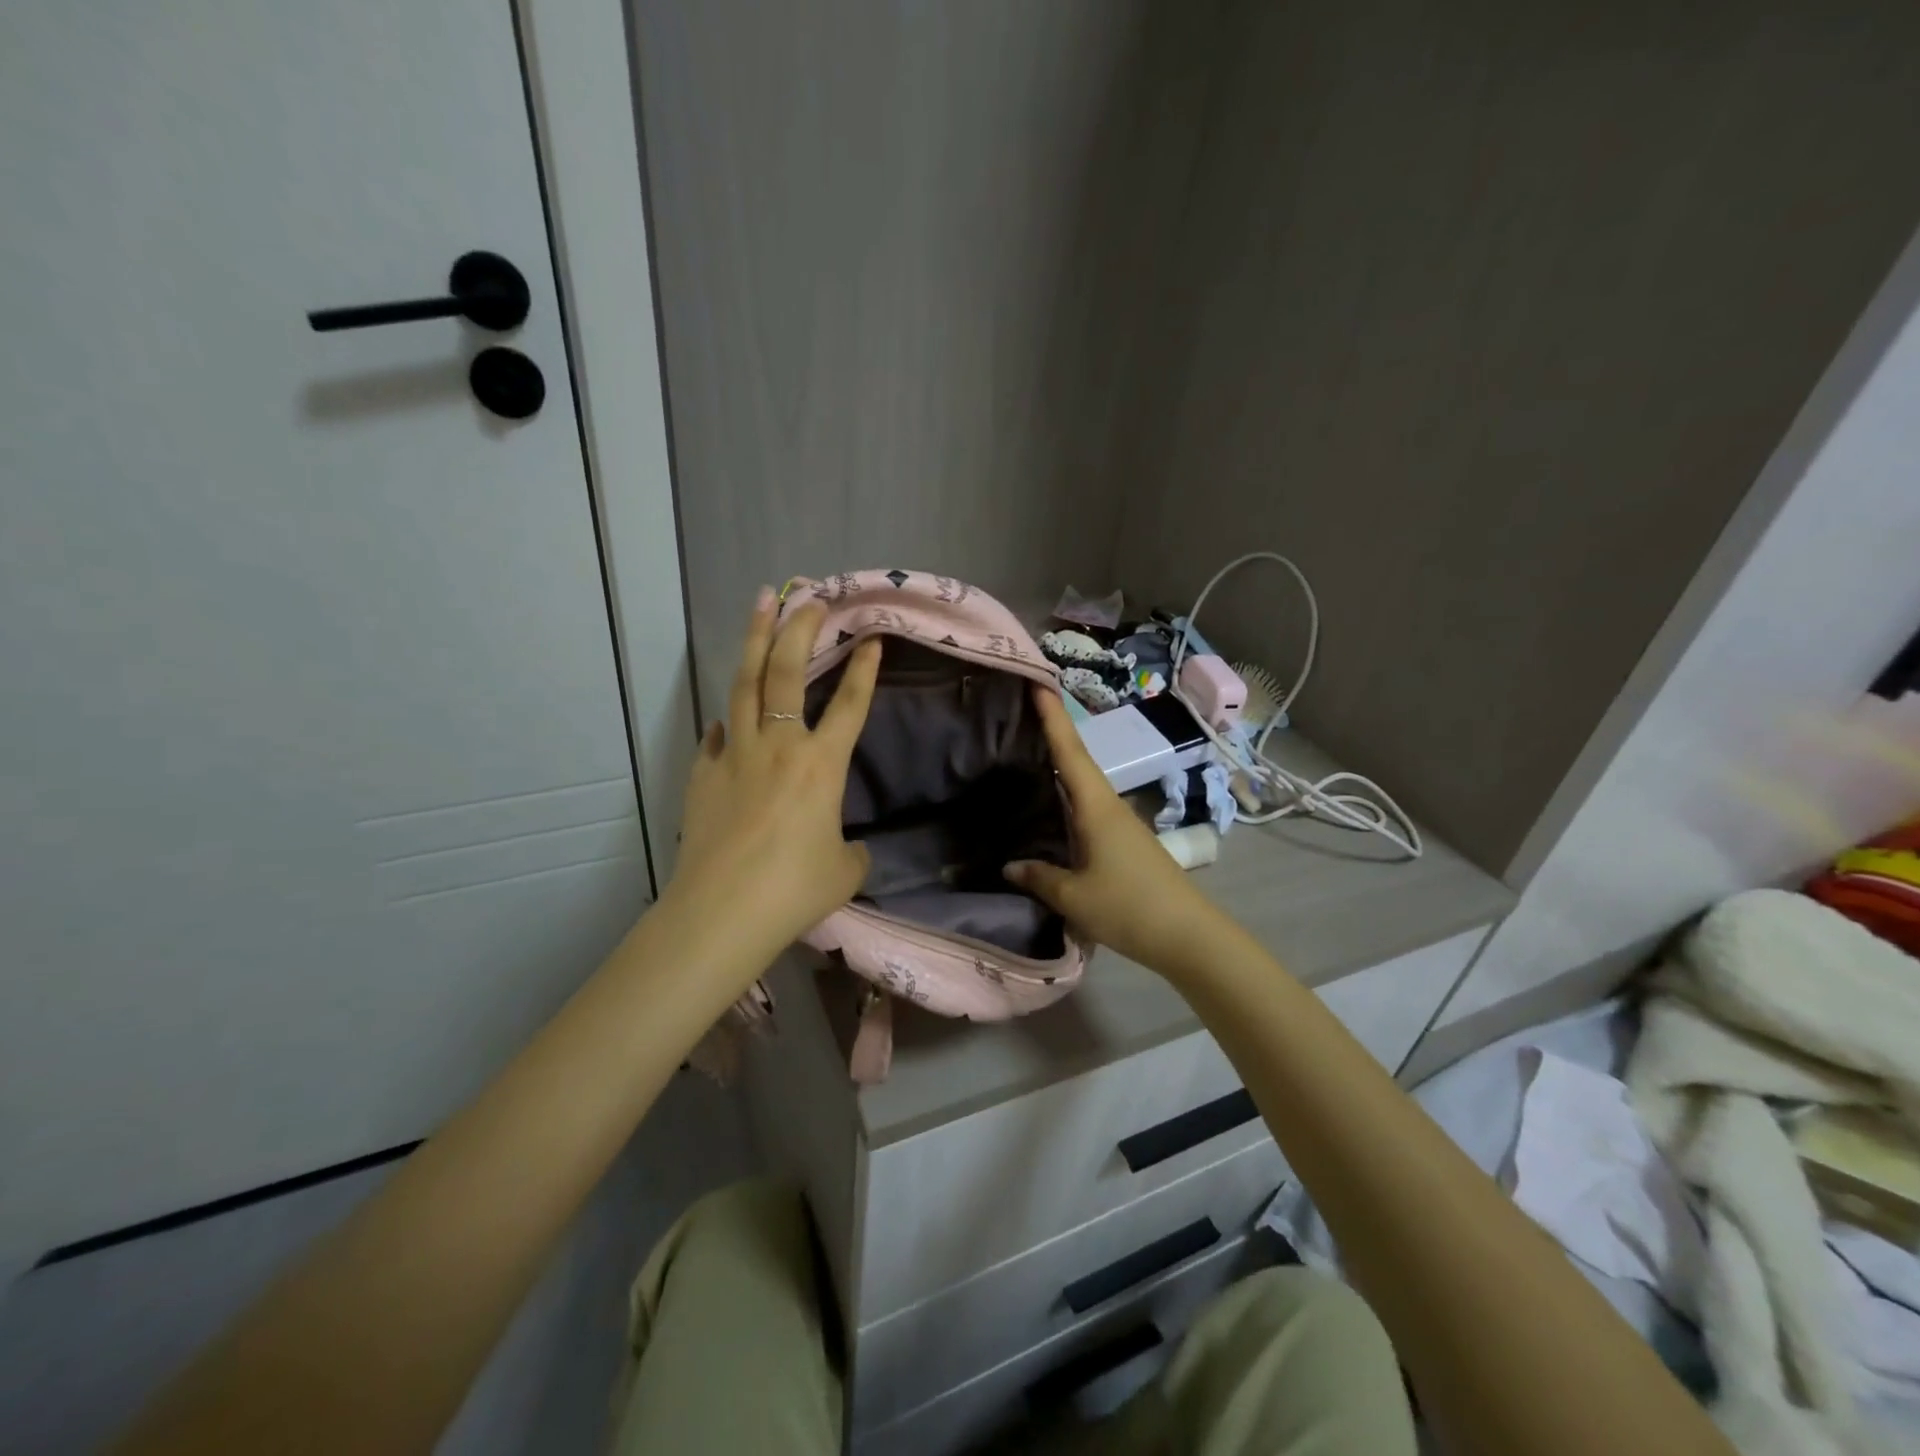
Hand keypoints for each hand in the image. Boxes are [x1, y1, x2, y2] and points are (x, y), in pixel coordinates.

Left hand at [666, 587, 880, 966]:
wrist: (722, 911)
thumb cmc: (793, 890)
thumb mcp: (845, 872)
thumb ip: (851, 850)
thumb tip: (845, 845)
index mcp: (821, 765)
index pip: (849, 704)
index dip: (864, 669)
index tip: (871, 637)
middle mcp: (778, 746)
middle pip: (787, 672)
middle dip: (799, 629)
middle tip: (808, 598)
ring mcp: (734, 755)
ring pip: (744, 684)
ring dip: (754, 640)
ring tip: (761, 604)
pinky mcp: (703, 774)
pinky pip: (717, 735)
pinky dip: (727, 718)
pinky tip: (726, 715)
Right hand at [1005, 687, 1233, 978]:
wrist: (1188, 935)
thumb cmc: (1129, 907)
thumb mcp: (1074, 897)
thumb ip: (1039, 877)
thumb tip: (1010, 864)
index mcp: (1096, 806)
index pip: (1070, 750)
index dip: (1052, 716)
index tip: (1037, 681)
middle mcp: (1108, 805)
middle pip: (1076, 760)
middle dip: (1051, 732)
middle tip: (1019, 710)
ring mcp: (1119, 823)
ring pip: (1082, 784)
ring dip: (1059, 763)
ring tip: (1026, 749)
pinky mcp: (1123, 842)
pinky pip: (1087, 807)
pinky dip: (1066, 795)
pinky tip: (1051, 803)